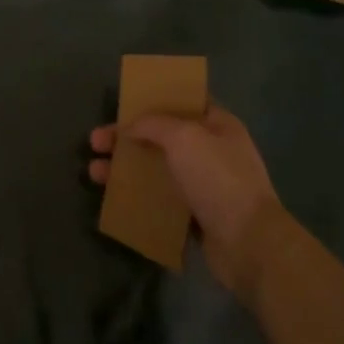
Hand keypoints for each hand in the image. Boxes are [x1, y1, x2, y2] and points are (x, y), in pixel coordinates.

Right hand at [89, 103, 283, 296]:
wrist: (249, 244)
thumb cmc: (218, 179)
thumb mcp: (184, 137)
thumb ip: (153, 124)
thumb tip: (130, 127)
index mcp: (218, 124)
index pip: (184, 102)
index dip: (153, 99)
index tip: (124, 104)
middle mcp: (212, 150)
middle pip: (162, 136)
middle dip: (127, 137)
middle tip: (96, 141)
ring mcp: (205, 184)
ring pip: (157, 168)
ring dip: (126, 168)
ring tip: (94, 173)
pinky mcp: (196, 215)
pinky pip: (161, 199)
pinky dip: (138, 196)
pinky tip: (115, 198)